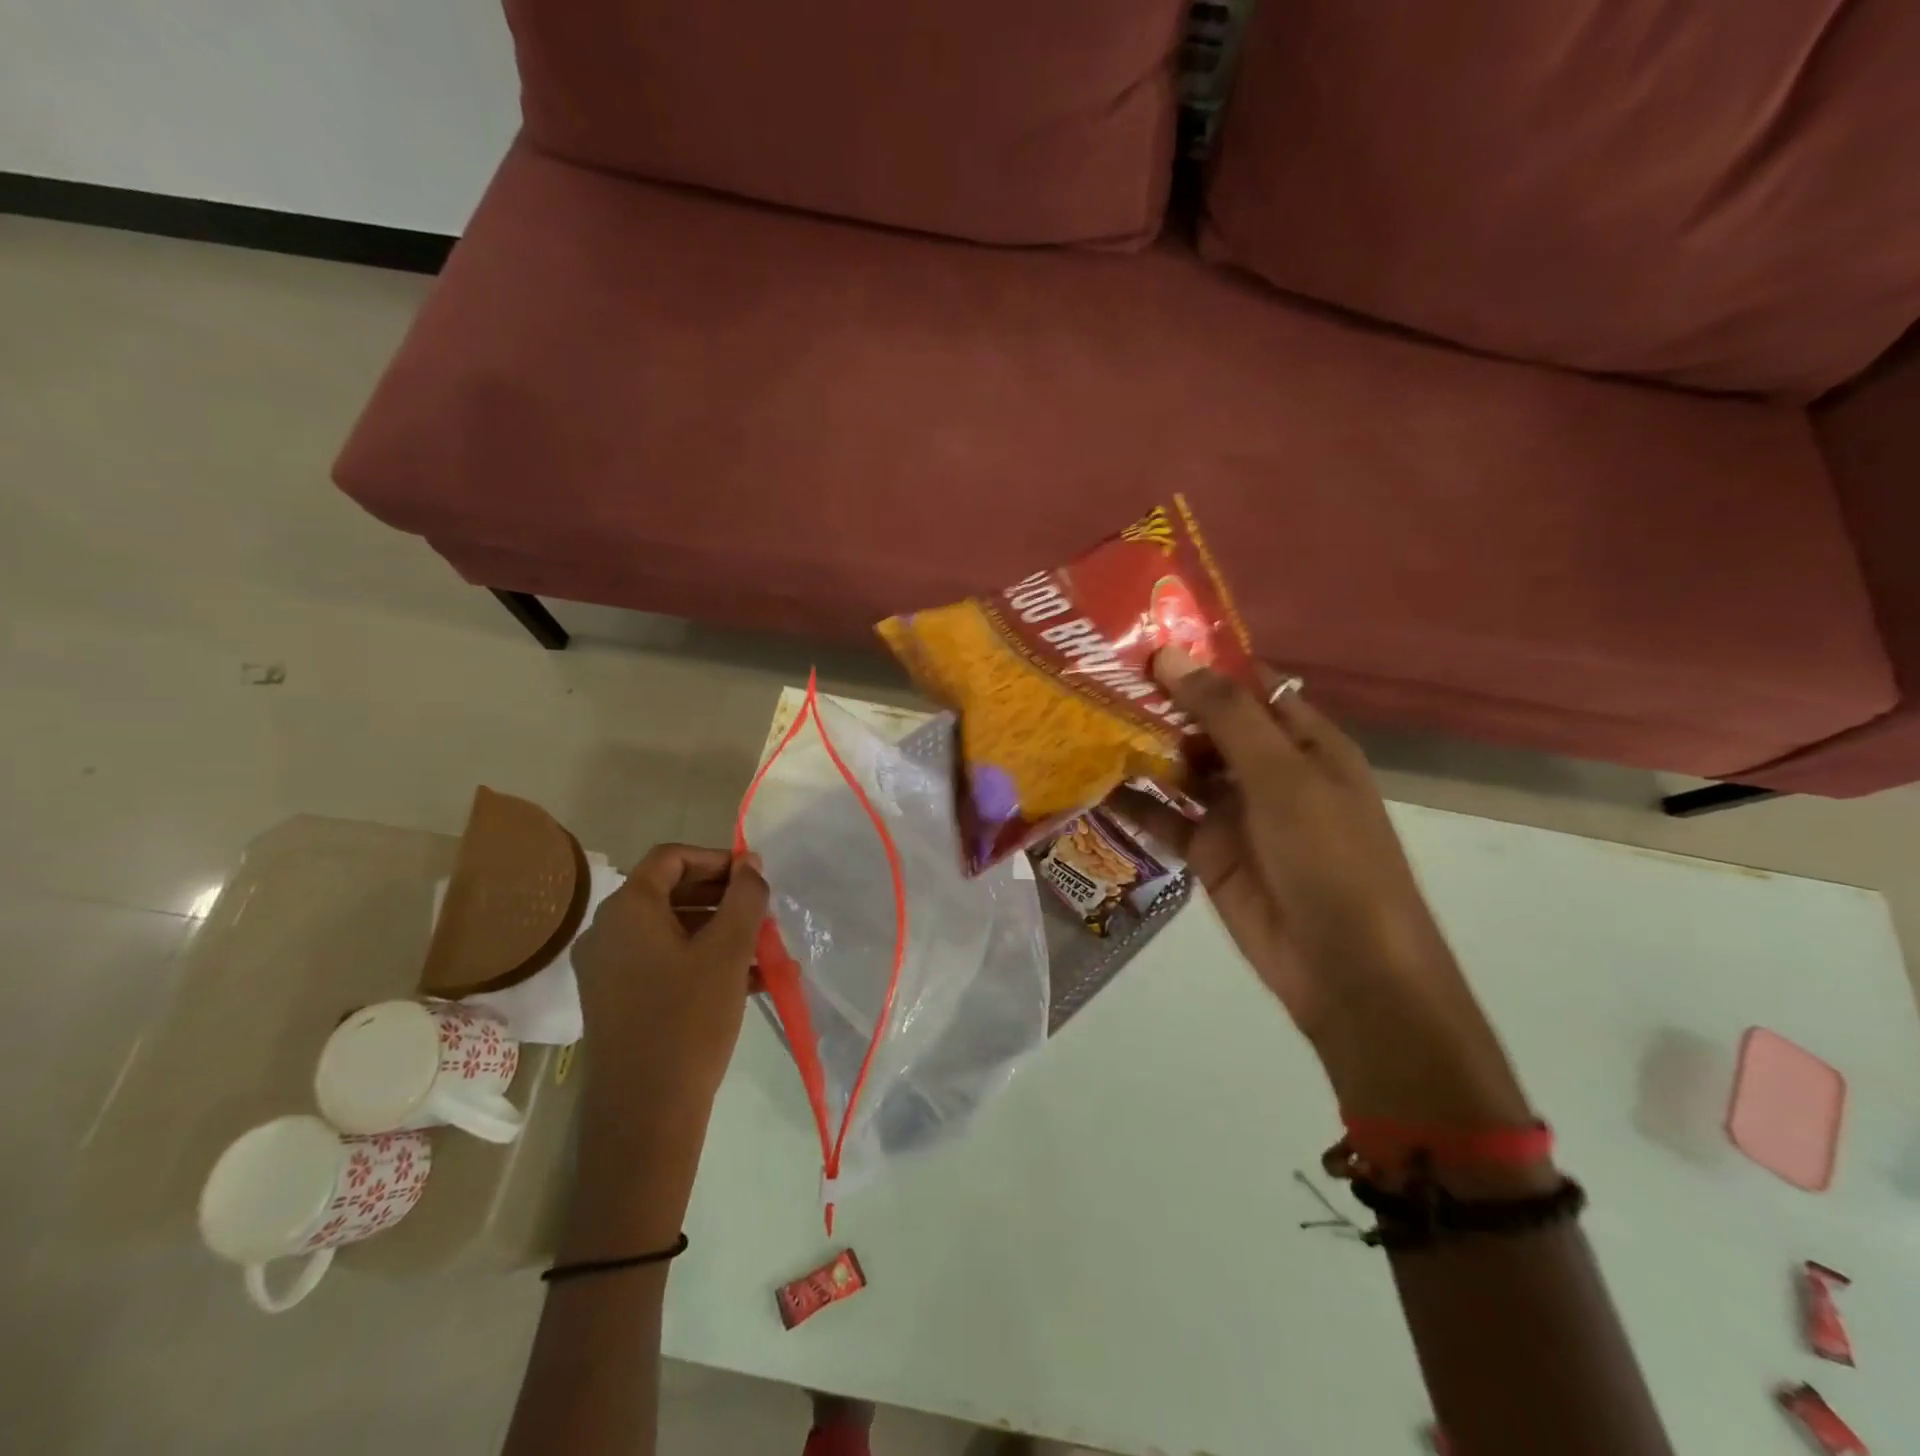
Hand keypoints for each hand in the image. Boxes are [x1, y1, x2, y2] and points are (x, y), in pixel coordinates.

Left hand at [572, 843, 767, 1113]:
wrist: (645, 1113)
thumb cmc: (688, 1019)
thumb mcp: (728, 951)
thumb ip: (745, 897)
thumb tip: (751, 864)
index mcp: (627, 909)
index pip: (671, 858)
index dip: (717, 858)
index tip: (755, 876)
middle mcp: (608, 931)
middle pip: (670, 892)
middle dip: (722, 897)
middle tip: (763, 912)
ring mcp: (607, 969)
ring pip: (670, 930)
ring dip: (718, 931)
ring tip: (763, 949)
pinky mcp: (616, 1000)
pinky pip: (662, 962)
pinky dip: (701, 960)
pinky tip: (746, 980)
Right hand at [1115, 648, 1530, 1125]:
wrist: (1344, 967)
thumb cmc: (1328, 856)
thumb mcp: (1282, 776)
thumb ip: (1225, 715)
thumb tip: (1170, 655)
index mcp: (1303, 740)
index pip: (1248, 684)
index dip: (1201, 660)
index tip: (1142, 637)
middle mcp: (1268, 768)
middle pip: (1207, 723)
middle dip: (1159, 702)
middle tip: (1094, 674)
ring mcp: (1235, 811)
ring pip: (1181, 768)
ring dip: (1140, 748)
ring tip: (1082, 717)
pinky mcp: (1207, 850)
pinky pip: (1164, 817)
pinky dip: (1132, 802)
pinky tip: (1089, 782)